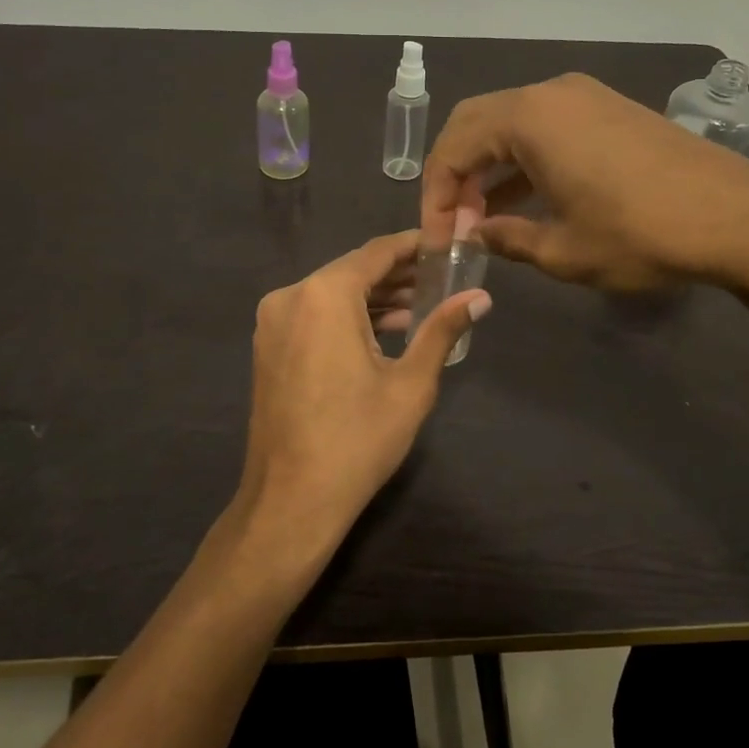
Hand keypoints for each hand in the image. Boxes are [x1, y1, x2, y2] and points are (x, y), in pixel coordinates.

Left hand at [237, 232, 489, 557]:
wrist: (290, 501)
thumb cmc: (357, 440)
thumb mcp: (411, 384)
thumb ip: (442, 330)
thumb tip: (481, 296)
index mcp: (324, 295)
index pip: (377, 252)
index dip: (414, 246)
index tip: (446, 246)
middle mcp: (291, 296)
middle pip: (353, 270)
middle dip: (397, 275)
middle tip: (442, 280)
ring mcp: (272, 322)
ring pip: (332, 294)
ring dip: (373, 297)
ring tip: (421, 308)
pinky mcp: (268, 346)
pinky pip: (314, 315)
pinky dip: (347, 317)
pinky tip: (382, 332)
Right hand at [422, 72, 748, 291]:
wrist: (740, 219)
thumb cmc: (641, 235)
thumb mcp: (564, 250)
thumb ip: (507, 239)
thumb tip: (478, 236)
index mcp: (529, 118)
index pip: (453, 148)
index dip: (434, 196)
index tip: (437, 238)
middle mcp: (551, 93)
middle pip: (476, 124)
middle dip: (456, 175)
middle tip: (454, 223)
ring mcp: (584, 96)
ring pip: (511, 125)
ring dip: (489, 168)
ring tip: (483, 219)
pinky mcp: (609, 110)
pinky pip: (546, 128)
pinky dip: (524, 160)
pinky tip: (524, 200)